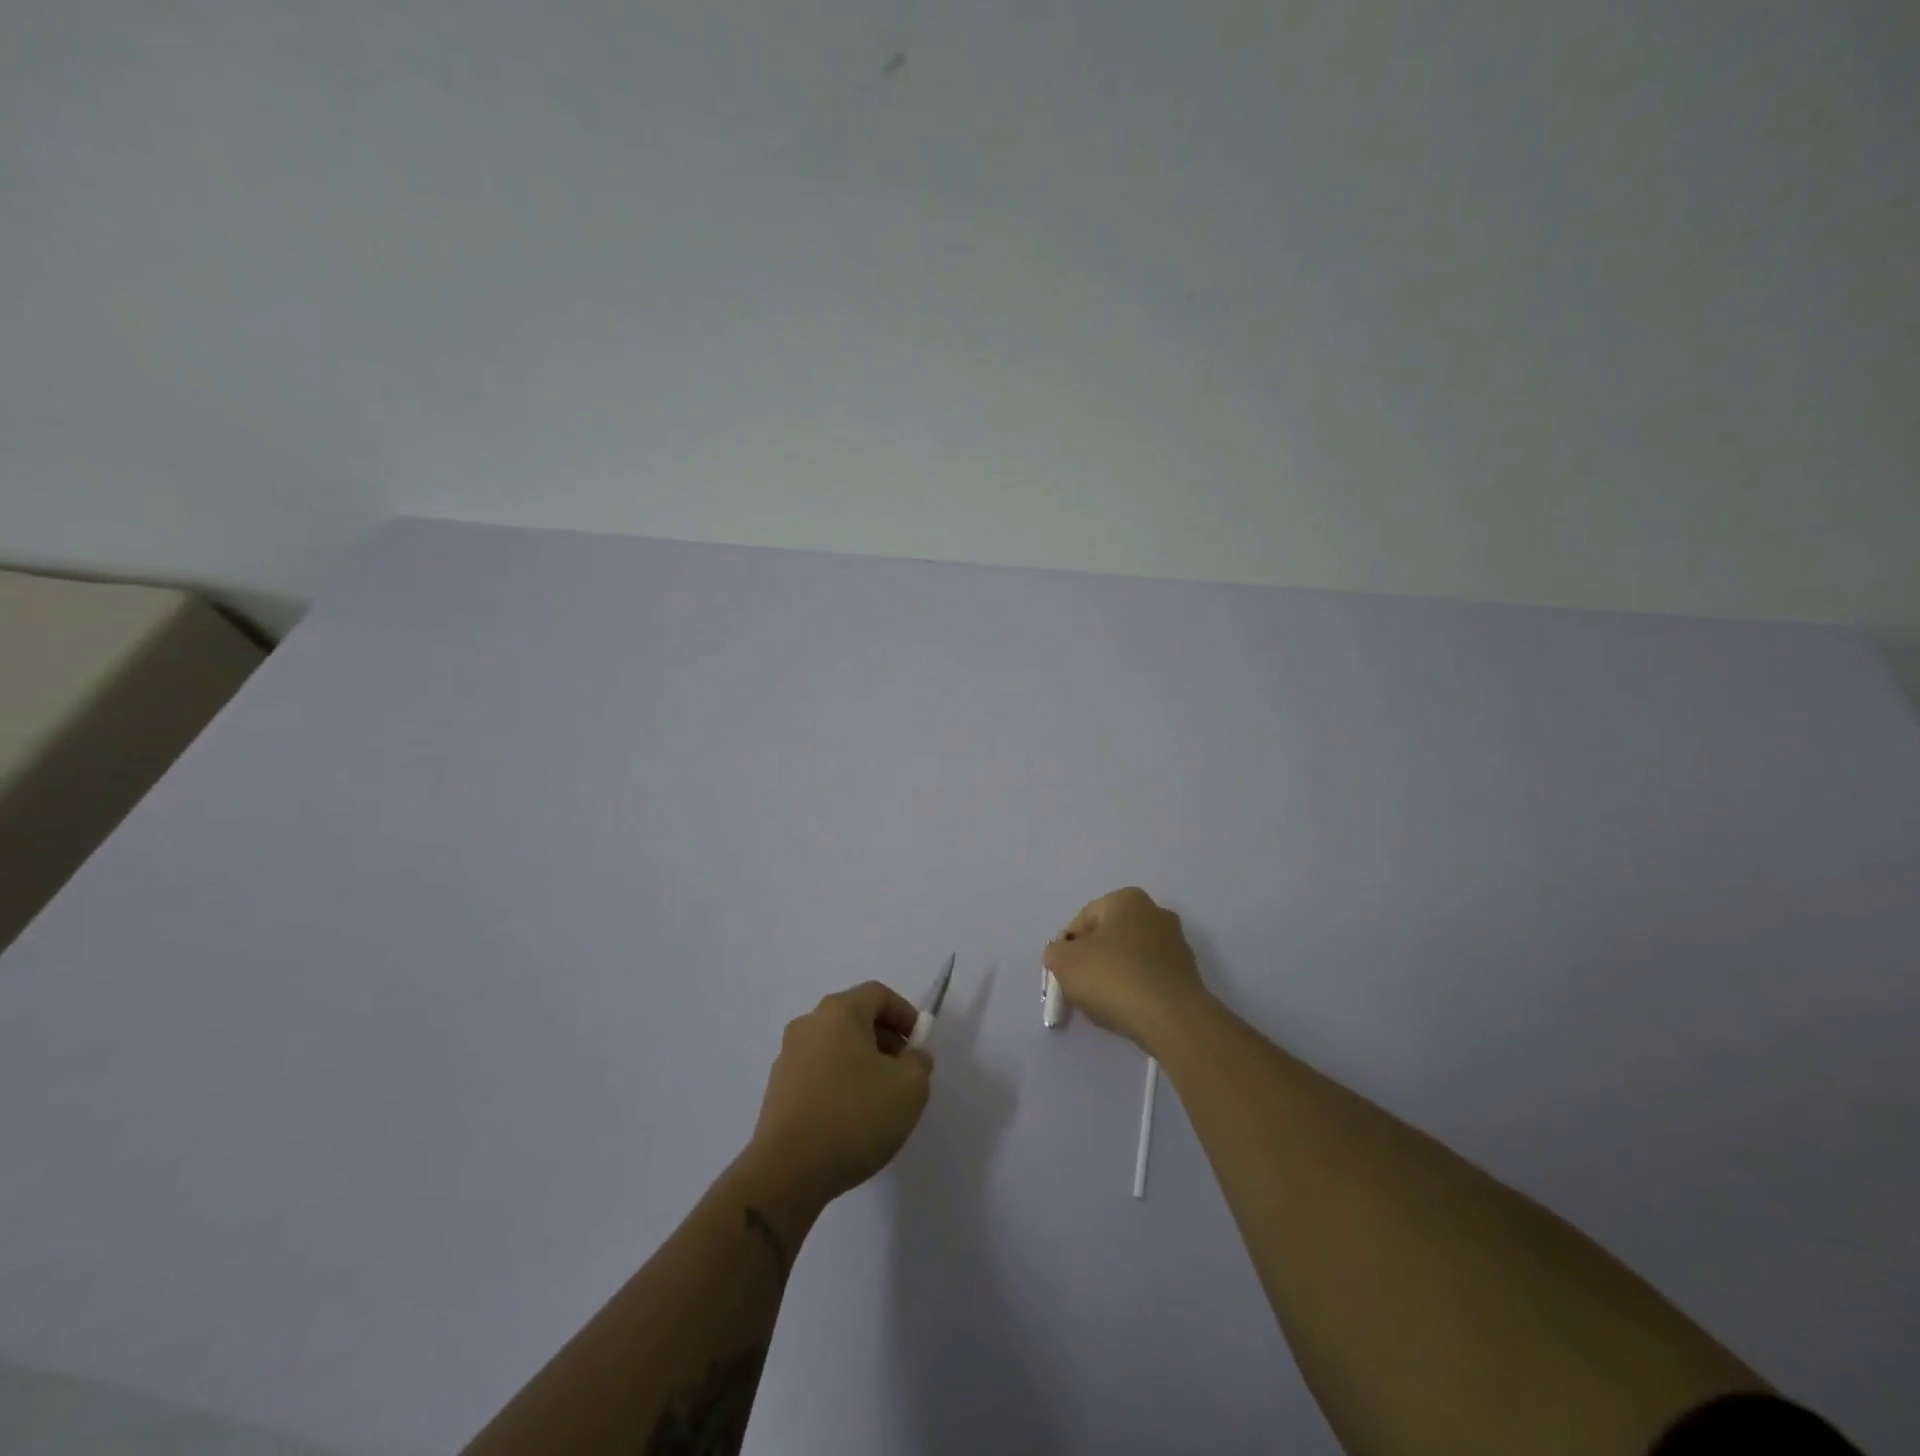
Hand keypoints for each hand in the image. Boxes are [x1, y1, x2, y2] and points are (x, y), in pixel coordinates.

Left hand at [745, 982, 934, 1207]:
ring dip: (862, 1063)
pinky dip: (839, 1083)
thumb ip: (919, 1062)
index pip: (877, 994)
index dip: (904, 1013)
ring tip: (880, 1100)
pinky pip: (818, 1073)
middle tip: (904, 1072)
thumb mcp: (909, 1087)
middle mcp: (808, 1024)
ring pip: (836, 1047)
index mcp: (838, 1012)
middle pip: (855, 1018)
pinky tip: (851, 1119)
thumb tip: (911, 1056)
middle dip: (885, 1040)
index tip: (919, 1043)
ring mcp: (788, 1057)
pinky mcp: (777, 1091)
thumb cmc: (854, 1116)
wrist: (788, 1172)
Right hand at [1043, 887, 1209, 1049]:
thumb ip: (1055, 952)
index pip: (1082, 921)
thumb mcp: (1064, 961)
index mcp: (1127, 899)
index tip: (1063, 975)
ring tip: (1104, 1004)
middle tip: (1080, 989)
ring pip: (1129, 959)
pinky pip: (1148, 978)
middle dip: (1091, 961)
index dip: (1066, 949)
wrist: (1171, 1018)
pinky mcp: (1187, 974)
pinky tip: (1128, 1010)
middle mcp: (1156, 912)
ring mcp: (1176, 944)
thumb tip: (1063, 956)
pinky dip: (1135, 991)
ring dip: (1114, 977)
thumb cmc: (1113, 977)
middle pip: (1108, 938)